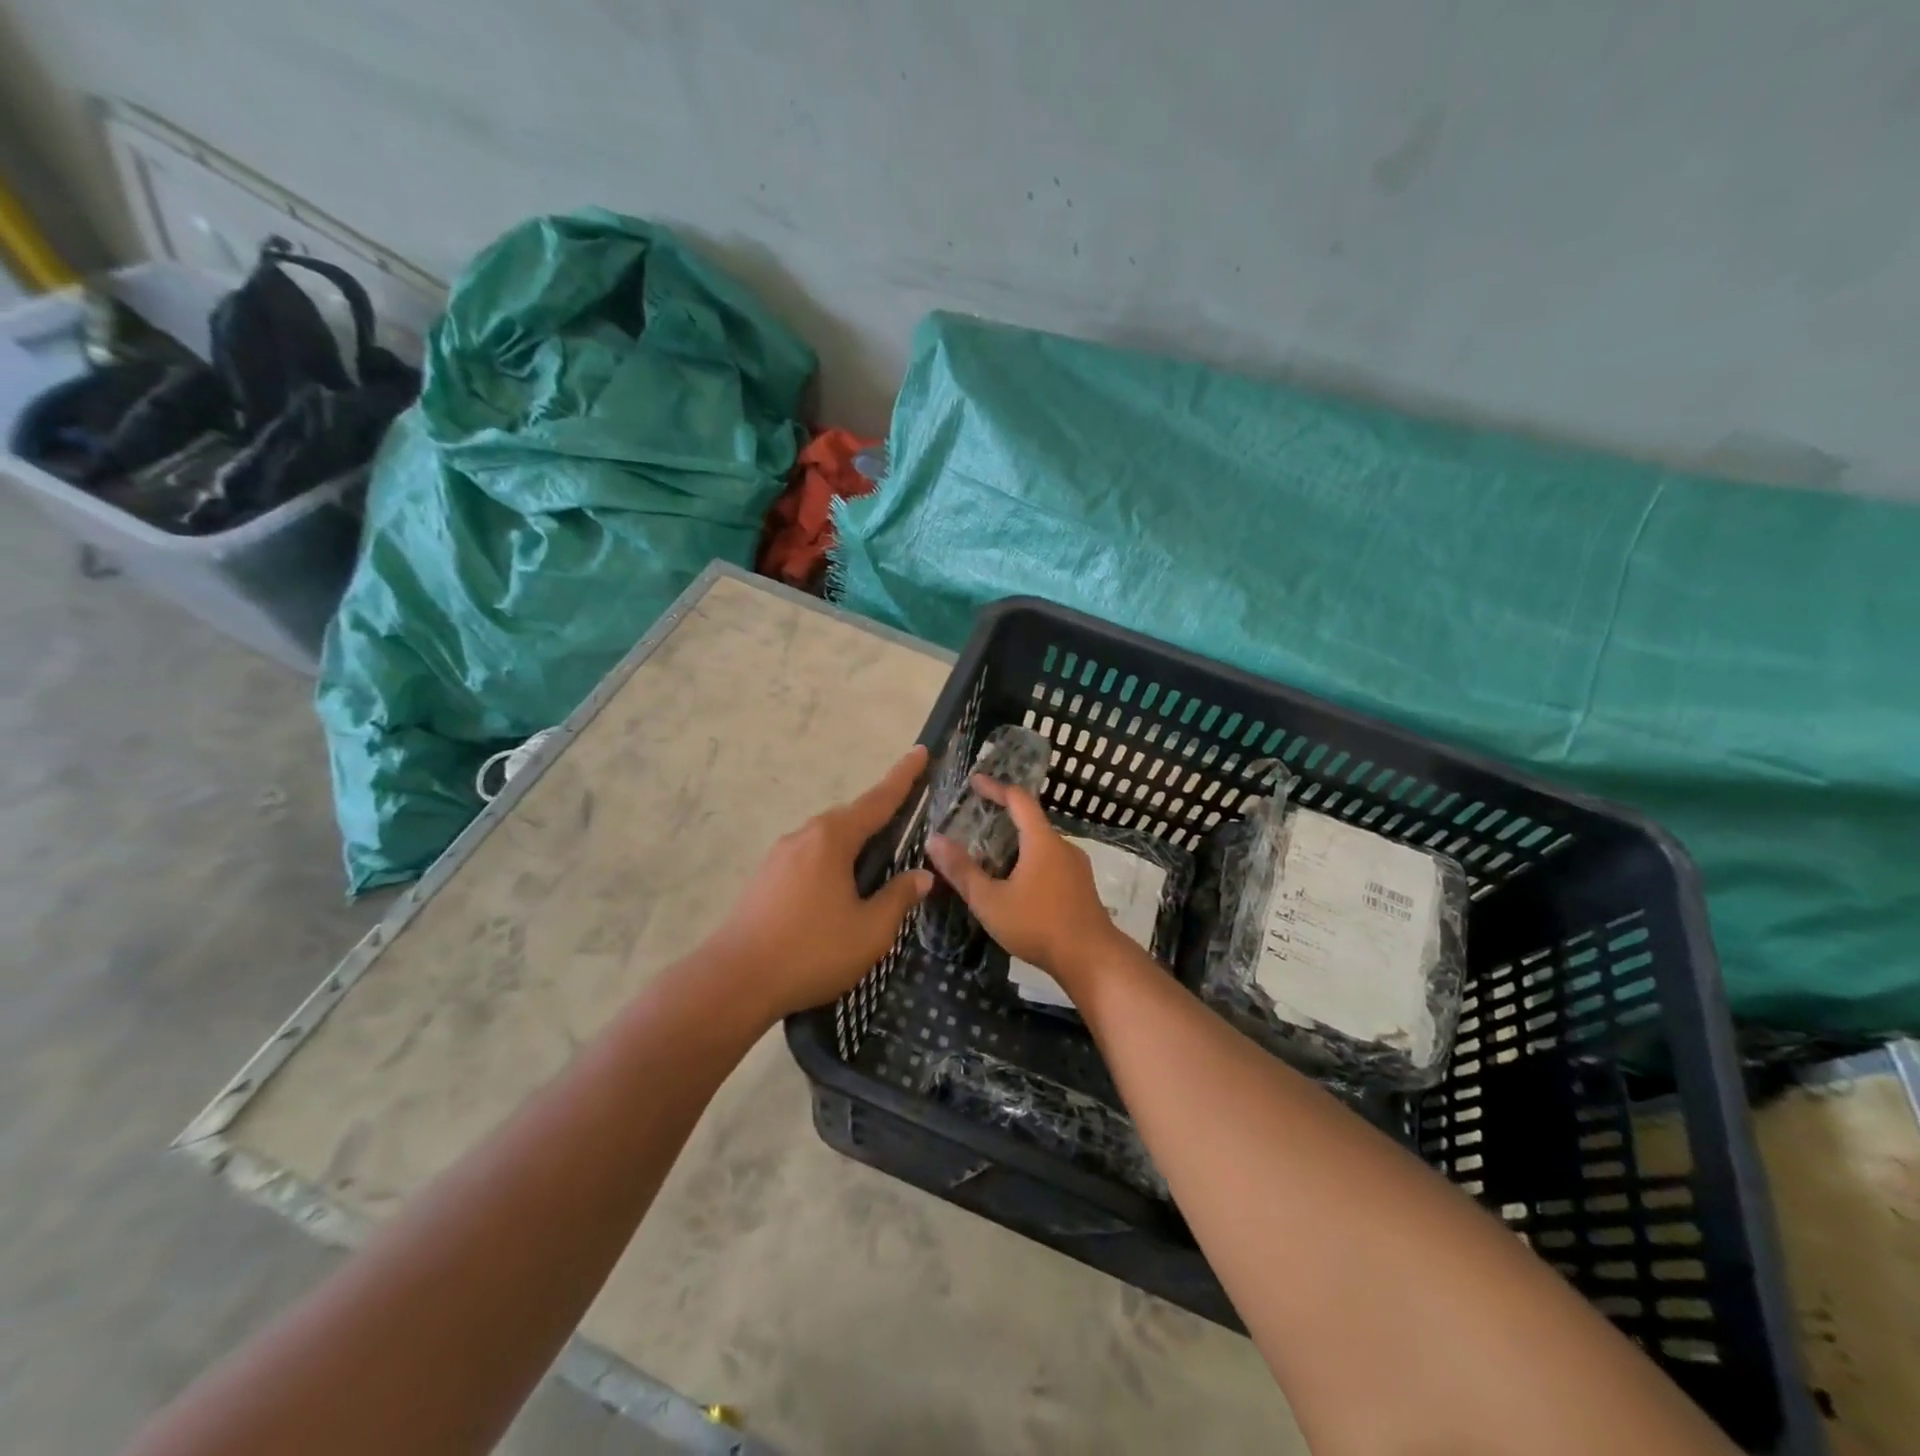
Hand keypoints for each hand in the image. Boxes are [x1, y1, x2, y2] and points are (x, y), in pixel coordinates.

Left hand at [706, 746, 933, 1021]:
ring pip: (828, 841)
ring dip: (854, 845)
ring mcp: (779, 857)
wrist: (734, 981)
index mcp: (832, 839)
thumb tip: (921, 876)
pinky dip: (833, 863)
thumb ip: (899, 898)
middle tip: (908, 818)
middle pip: (851, 818)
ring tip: (877, 865)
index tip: (921, 752)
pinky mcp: (765, 879)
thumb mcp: (870, 931)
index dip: (903, 777)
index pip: (878, 800)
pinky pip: (810, 859)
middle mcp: (804, 836)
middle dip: (879, 815)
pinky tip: (839, 892)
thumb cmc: (811, 951)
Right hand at [925, 775, 1127, 992]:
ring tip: (990, 854)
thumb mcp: (990, 901)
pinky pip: (1051, 861)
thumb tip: (933, 840)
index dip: (995, 787)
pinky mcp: (1081, 886)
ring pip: (1042, 844)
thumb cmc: (1038, 925)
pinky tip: (1016, 882)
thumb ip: (962, 870)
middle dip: (1004, 817)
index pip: (1018, 799)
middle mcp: (1063, 845)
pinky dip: (1030, 860)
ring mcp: (1076, 866)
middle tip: (975, 822)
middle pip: (1031, 821)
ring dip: (1017, 842)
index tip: (974, 781)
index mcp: (1042, 841)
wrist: (1091, 959)